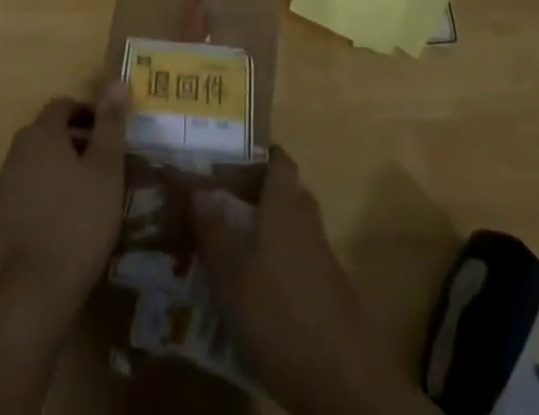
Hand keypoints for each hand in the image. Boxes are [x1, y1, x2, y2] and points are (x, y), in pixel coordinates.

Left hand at [0, 86, 126, 322]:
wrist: (33, 291)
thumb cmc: (78, 221)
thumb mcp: (106, 169)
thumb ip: (111, 123)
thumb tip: (117, 81)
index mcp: (41, 133)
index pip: (63, 105)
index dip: (88, 114)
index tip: (110, 135)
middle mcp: (17, 151)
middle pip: (48, 133)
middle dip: (75, 141)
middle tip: (103, 166)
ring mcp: (3, 186)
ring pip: (37, 163)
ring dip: (59, 169)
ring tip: (87, 195)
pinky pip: (26, 192)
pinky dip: (45, 195)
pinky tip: (63, 223)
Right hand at [190, 149, 421, 414]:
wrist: (341, 381)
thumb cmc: (276, 313)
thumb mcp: (229, 273)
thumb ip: (212, 228)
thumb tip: (197, 188)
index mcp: (284, 204)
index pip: (278, 160)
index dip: (255, 157)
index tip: (227, 166)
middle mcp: (307, 219)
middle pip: (283, 191)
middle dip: (253, 195)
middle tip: (220, 209)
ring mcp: (323, 255)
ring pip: (290, 225)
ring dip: (264, 230)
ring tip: (231, 250)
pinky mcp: (330, 289)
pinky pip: (298, 256)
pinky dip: (277, 260)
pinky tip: (256, 289)